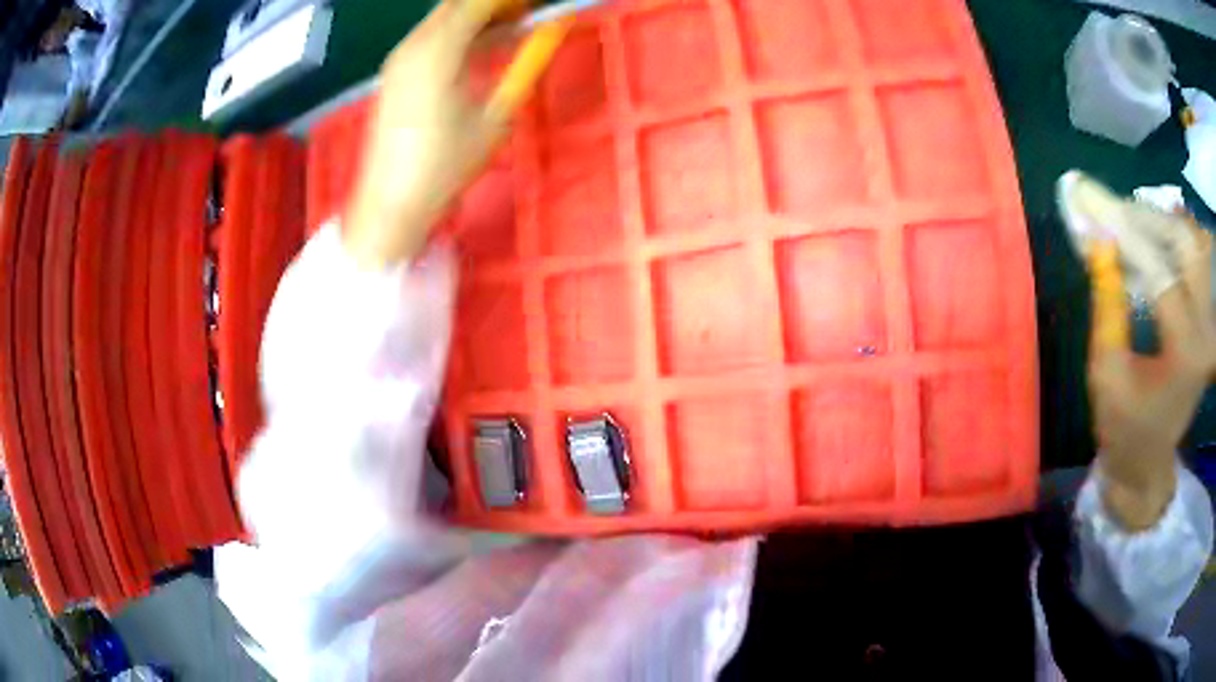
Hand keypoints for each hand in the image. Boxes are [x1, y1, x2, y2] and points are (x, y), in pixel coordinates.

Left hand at [344, 0, 538, 268]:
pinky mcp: (394, 73)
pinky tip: (481, 49)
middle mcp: (414, 44)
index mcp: (439, 51)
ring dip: (477, 16)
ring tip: (513, 29)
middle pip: (457, 3)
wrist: (391, 201)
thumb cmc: (446, 164)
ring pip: (442, 17)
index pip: (479, 2)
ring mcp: (399, 57)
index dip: (511, 1)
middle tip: (528, 14)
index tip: (539, 8)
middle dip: (494, 4)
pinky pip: (430, 36)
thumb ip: (526, 64)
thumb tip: (553, 28)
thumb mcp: (496, 116)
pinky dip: (458, 33)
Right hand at [1084, 186, 1214, 530]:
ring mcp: (1208, 317)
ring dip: (1156, 222)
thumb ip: (1107, 303)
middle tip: (1107, 205)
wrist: (1148, 459)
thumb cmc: (1124, 426)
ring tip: (1122, 217)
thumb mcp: (1106, 372)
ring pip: (1189, 240)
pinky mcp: (1205, 311)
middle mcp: (1205, 327)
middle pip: (1183, 242)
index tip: (1088, 200)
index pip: (1159, 272)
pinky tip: (1144, 234)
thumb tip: (1098, 239)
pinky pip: (1190, 254)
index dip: (1123, 232)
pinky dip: (1165, 236)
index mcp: (1186, 352)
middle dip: (1144, 216)